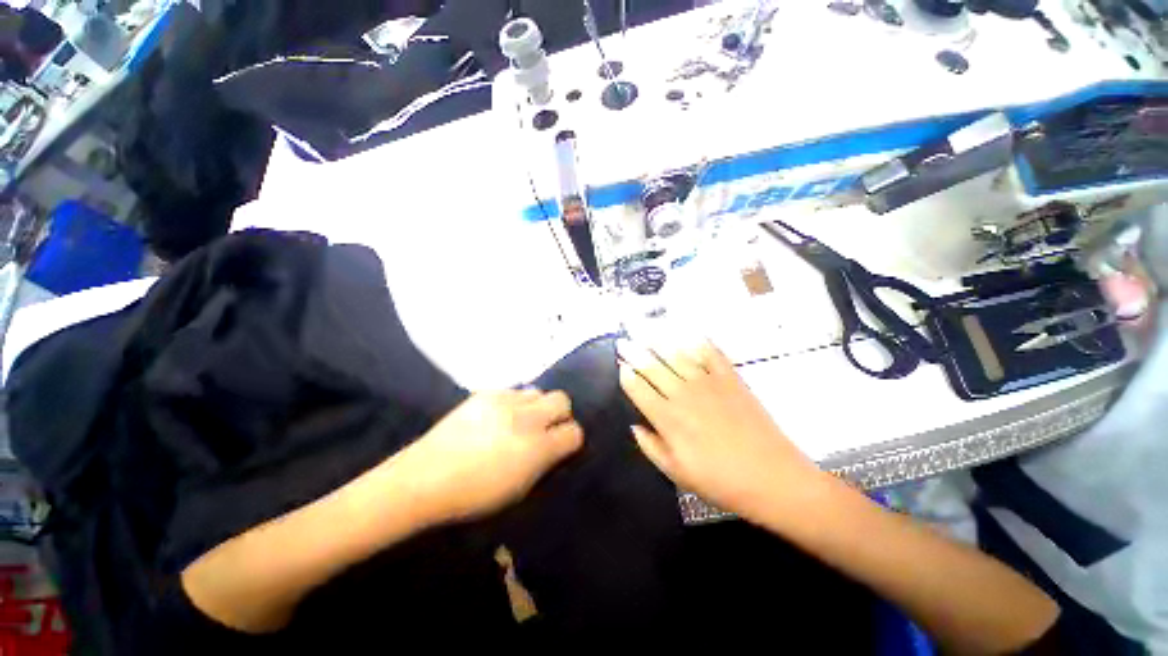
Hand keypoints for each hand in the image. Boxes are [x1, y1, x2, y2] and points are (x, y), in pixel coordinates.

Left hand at [403, 389, 583, 521]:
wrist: (426, 477)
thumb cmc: (474, 496)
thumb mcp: (520, 490)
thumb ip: (545, 463)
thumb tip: (557, 445)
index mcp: (537, 448)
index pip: (574, 432)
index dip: (571, 439)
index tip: (562, 445)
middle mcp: (526, 419)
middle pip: (562, 399)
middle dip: (560, 414)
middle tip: (546, 428)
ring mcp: (505, 401)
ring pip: (538, 391)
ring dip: (536, 406)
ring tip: (520, 420)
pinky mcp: (486, 393)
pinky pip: (513, 391)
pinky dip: (514, 403)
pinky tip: (499, 417)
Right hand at [618, 339, 819, 521]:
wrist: (772, 477)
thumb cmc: (720, 481)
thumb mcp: (676, 473)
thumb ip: (650, 447)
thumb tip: (634, 426)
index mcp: (667, 418)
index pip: (638, 388)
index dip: (626, 375)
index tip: (620, 365)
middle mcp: (683, 393)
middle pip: (652, 367)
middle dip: (634, 352)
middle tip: (623, 341)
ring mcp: (707, 382)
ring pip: (676, 355)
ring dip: (658, 342)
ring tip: (645, 330)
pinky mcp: (730, 378)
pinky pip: (710, 353)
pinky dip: (698, 342)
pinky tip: (688, 334)